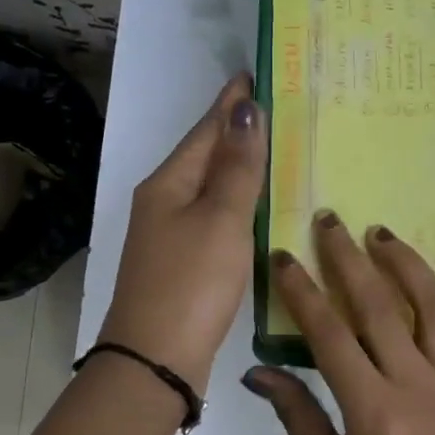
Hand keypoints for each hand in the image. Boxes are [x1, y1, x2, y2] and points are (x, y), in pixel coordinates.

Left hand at [97, 74, 264, 395]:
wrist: (155, 360)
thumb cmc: (191, 283)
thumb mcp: (221, 219)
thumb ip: (238, 167)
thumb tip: (246, 108)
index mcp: (168, 182)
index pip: (206, 129)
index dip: (231, 102)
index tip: (255, 74)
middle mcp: (164, 201)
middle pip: (205, 155)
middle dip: (237, 130)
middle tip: (278, 108)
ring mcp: (171, 233)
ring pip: (210, 187)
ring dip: (239, 166)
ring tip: (276, 148)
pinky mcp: (184, 262)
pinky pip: (215, 216)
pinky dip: (238, 203)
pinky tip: (260, 206)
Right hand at [244, 213, 434, 434]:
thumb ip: (296, 413)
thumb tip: (256, 371)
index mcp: (372, 410)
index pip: (329, 333)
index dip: (302, 291)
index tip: (283, 257)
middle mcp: (417, 386)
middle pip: (379, 306)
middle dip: (348, 258)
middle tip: (329, 221)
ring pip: (434, 308)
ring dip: (407, 264)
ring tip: (381, 233)